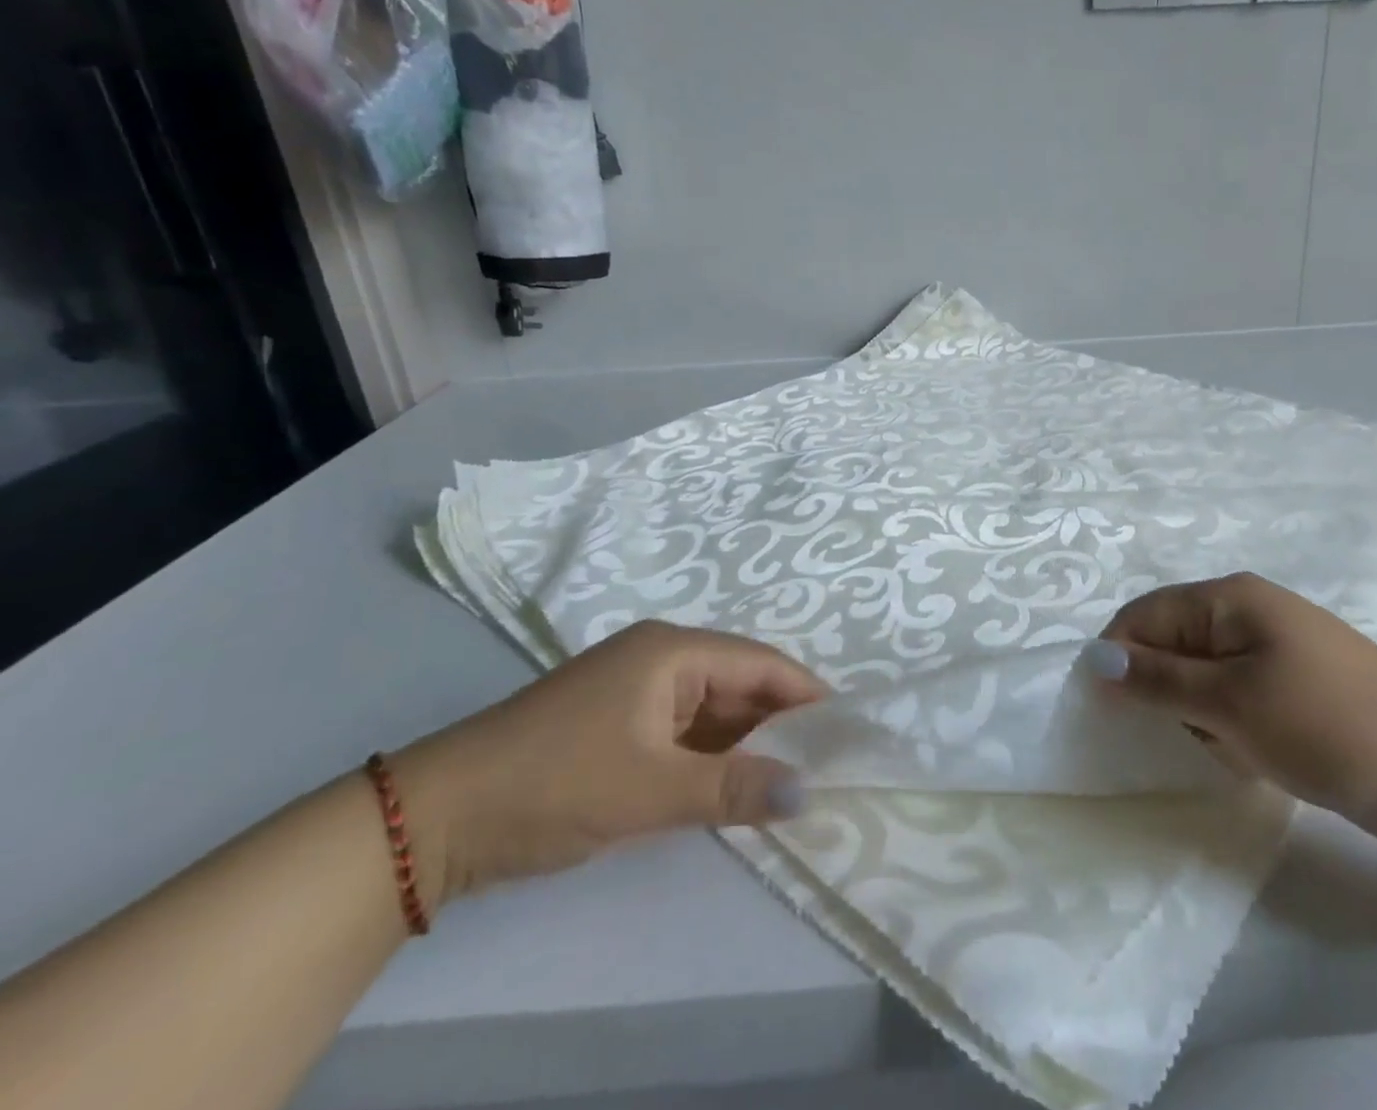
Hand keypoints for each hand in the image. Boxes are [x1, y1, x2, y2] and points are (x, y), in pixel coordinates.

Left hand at [392, 623, 825, 909]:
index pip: (760, 663)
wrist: (434, 819)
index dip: (805, 694)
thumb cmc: (554, 782)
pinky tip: (735, 785)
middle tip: (826, 762)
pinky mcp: (618, 724)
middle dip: (780, 723)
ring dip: (747, 743)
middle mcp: (660, 659)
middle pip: (739, 684)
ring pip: (713, 711)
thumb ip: (733, 787)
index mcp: (672, 651)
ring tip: (792, 778)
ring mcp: (636, 691)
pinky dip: (712, 757)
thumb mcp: (650, 789)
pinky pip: (684, 732)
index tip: (847, 729)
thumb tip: (808, 792)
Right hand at [1089, 574, 1376, 877]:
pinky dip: (1228, 726)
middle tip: (1182, 735)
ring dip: (1197, 714)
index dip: (1118, 659)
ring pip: (1199, 676)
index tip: (1109, 713)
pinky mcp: (1291, 686)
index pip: (1144, 616)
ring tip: (1225, 748)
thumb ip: (1157, 680)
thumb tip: (1093, 660)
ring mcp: (1272, 649)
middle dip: (1162, 692)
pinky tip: (1250, 755)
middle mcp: (1245, 612)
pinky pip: (1232, 697)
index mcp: (1228, 598)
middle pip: (1169, 643)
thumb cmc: (1326, 724)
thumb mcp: (1230, 703)